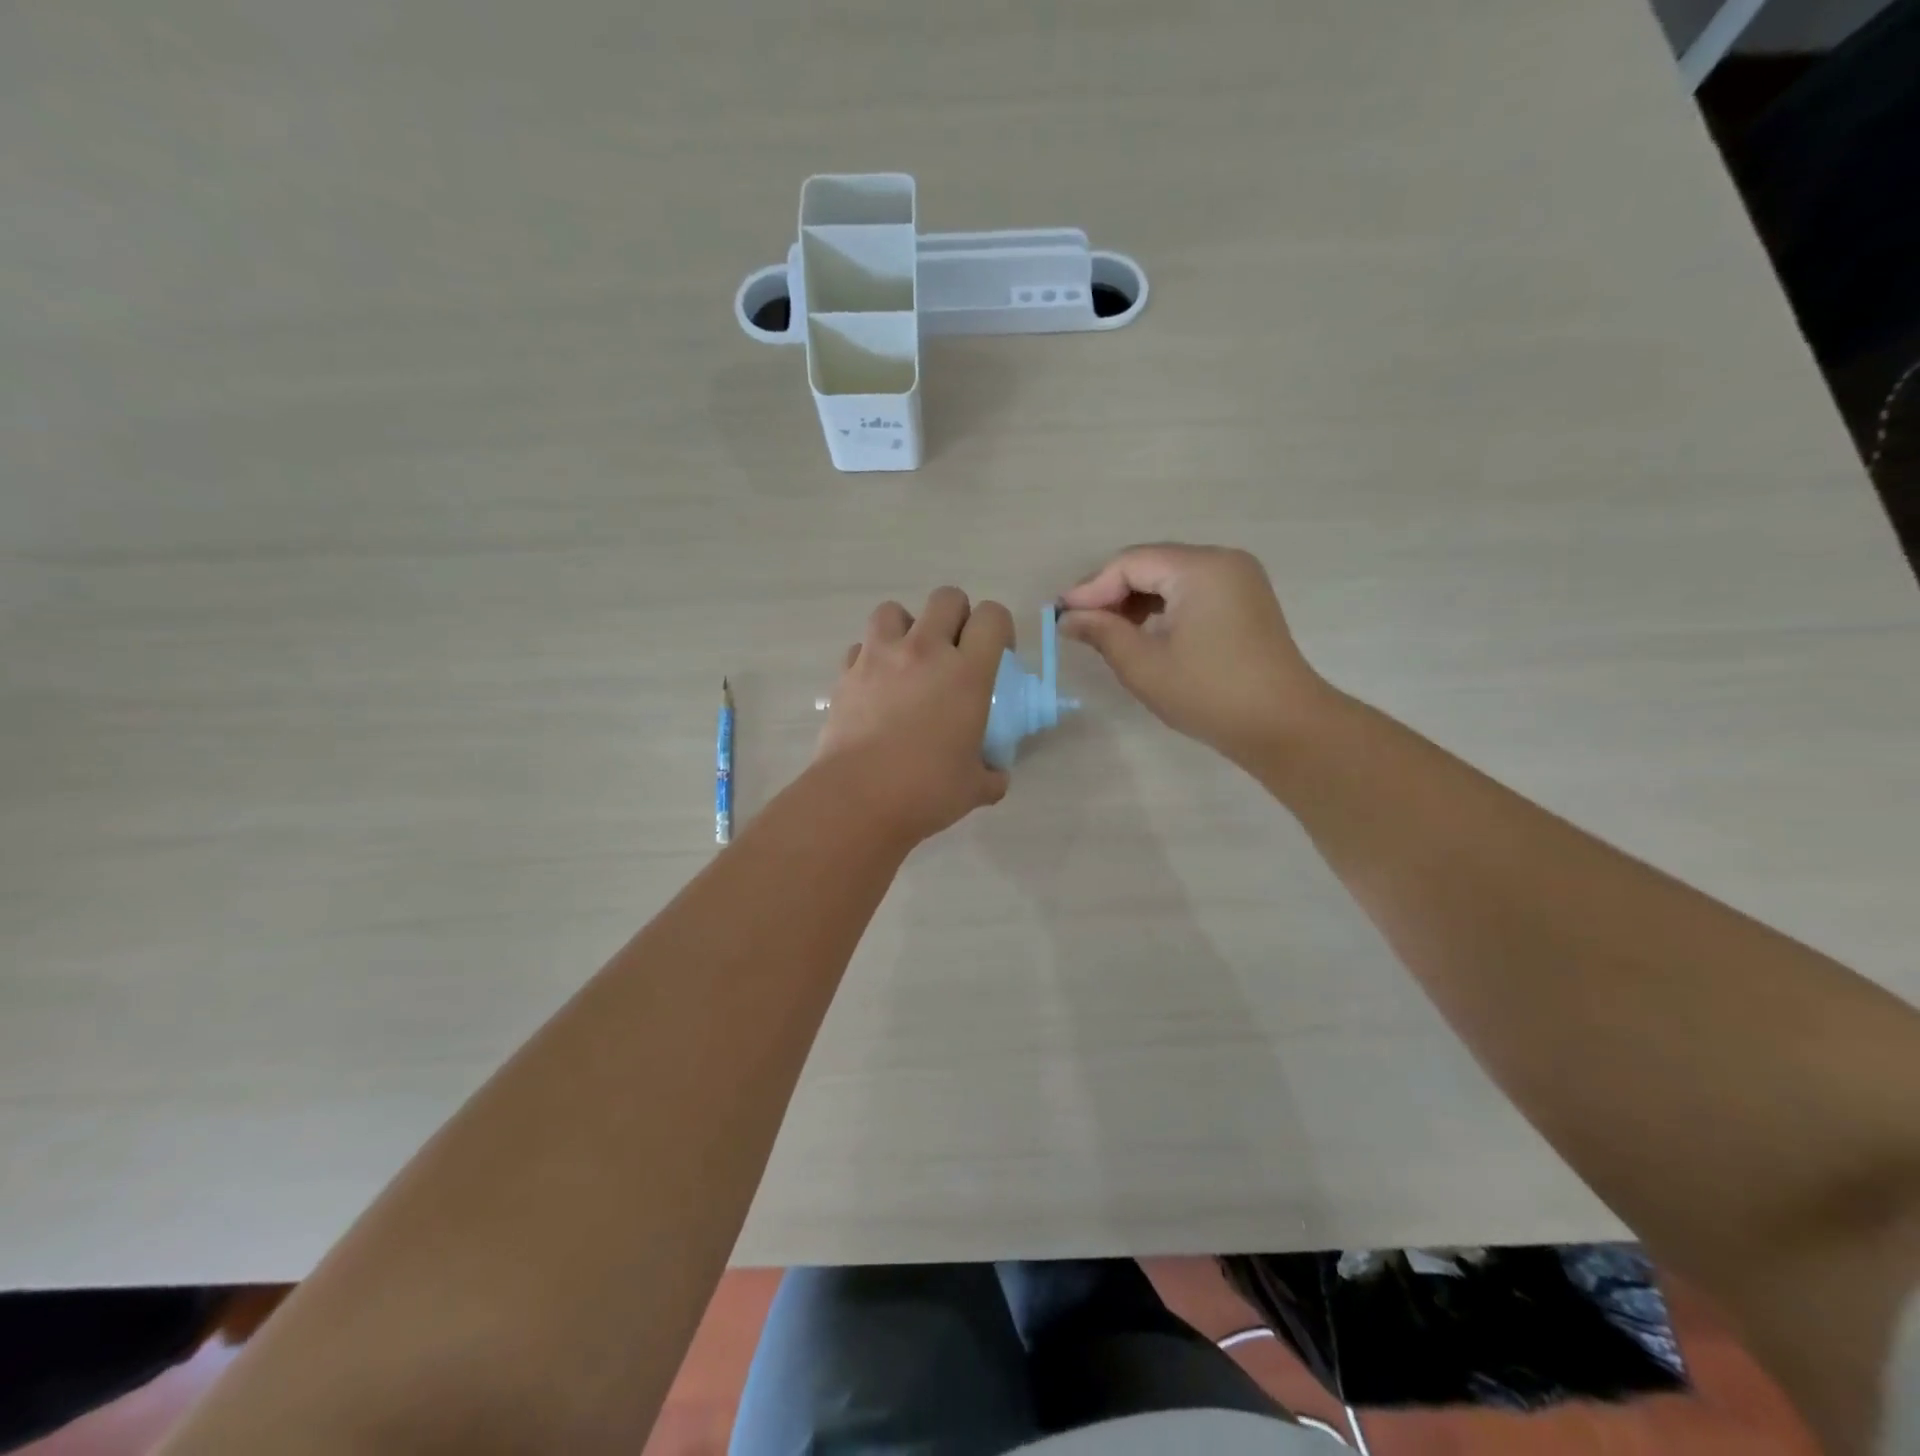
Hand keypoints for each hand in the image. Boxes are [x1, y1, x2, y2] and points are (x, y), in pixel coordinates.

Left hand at [817, 588, 1013, 844]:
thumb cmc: (926, 790)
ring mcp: (879, 657)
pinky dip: (870, 658)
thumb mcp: (975, 787)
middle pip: (946, 597)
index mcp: (967, 672)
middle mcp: (925, 651)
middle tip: (955, 652)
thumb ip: (992, 773)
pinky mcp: (846, 673)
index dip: (999, 629)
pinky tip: (875, 686)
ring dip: (907, 627)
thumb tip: (995, 774)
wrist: (858, 799)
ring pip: (894, 610)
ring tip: (909, 660)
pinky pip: (860, 647)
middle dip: (956, 617)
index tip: (996, 655)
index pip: (992, 616)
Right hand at [1058, 544, 1328, 764]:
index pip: (1131, 563)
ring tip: (1109, 633)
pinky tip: (1145, 633)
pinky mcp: (1245, 600)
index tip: (1062, 616)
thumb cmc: (1209, 694)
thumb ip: (1102, 633)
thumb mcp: (1144, 665)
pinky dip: (1163, 607)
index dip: (1092, 588)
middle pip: (1152, 563)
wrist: (1283, 725)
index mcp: (1200, 568)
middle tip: (1082, 625)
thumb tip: (1069, 618)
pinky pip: (1192, 590)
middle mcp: (1222, 561)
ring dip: (1136, 600)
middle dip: (1113, 592)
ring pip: (1171, 577)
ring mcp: (1239, 579)